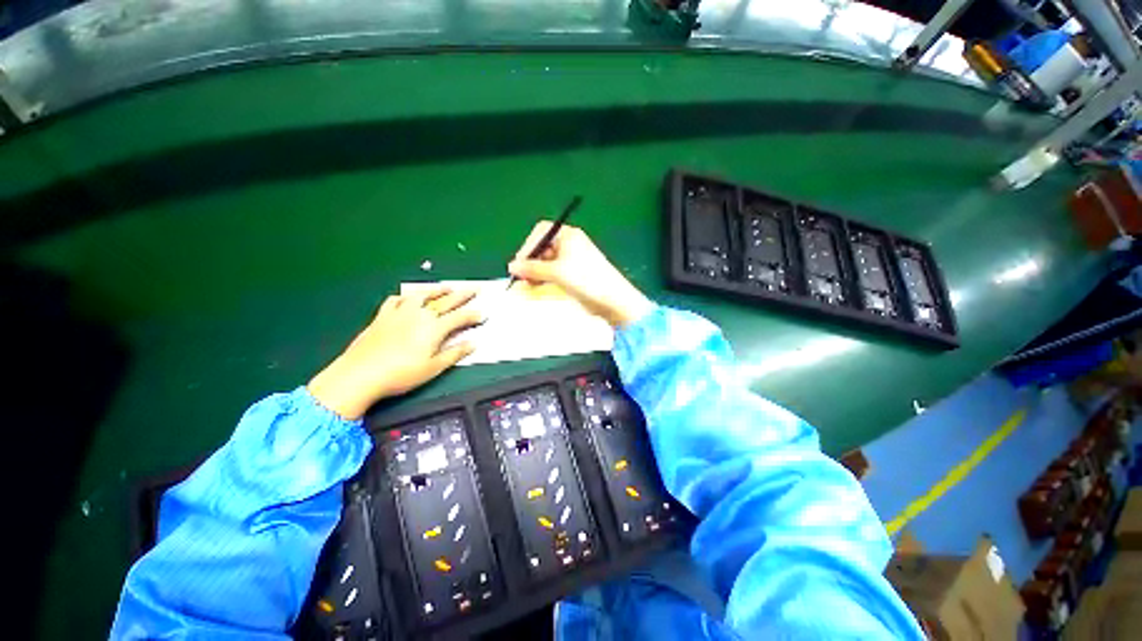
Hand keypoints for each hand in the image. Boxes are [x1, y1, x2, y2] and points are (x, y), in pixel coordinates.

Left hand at [308, 287, 482, 419]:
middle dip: (463, 295)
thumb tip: (473, 344)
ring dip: (437, 290)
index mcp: (434, 328)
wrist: (360, 374)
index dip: (474, 315)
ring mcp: (400, 313)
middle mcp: (420, 315)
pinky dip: (406, 296)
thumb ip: (455, 353)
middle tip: (474, 289)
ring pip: (422, 295)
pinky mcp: (383, 315)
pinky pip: (396, 300)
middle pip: (446, 301)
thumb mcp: (433, 368)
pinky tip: (409, 297)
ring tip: (447, 287)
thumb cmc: (401, 374)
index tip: (483, 314)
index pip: (460, 317)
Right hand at [508, 222, 652, 327]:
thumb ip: (532, 269)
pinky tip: (537, 288)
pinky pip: (553, 273)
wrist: (612, 300)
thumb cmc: (586, 280)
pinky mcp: (574, 275)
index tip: (519, 264)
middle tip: (521, 278)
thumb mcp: (556, 273)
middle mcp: (570, 245)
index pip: (541, 232)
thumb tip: (512, 266)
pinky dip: (544, 279)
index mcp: (569, 235)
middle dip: (531, 262)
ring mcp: (573, 260)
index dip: (528, 246)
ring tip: (528, 285)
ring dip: (535, 273)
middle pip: (543, 248)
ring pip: (547, 263)